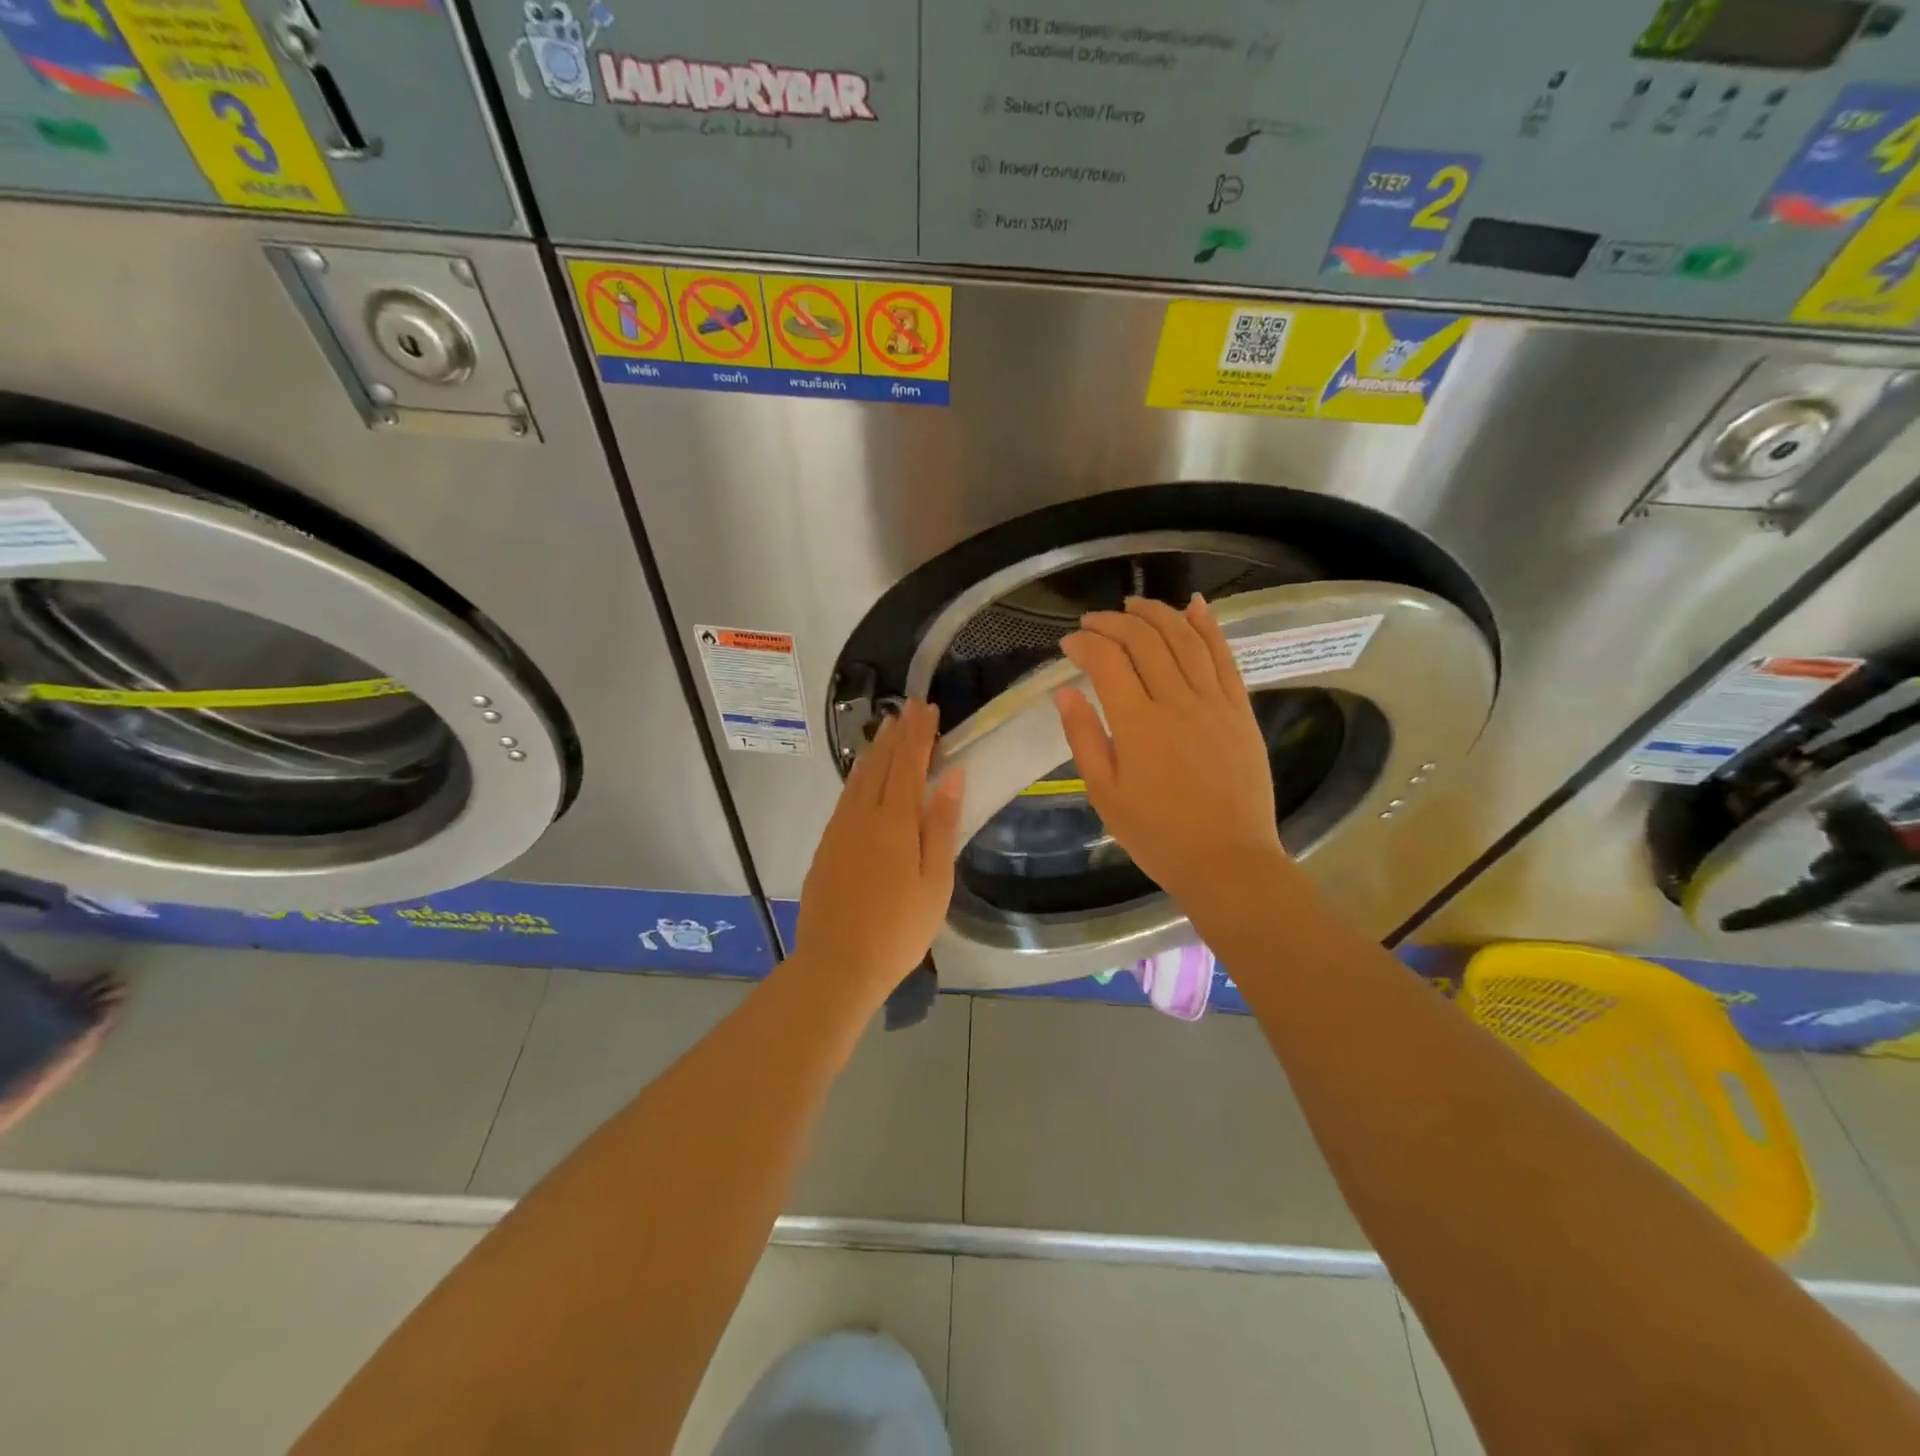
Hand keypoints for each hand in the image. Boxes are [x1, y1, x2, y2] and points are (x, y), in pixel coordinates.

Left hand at [794, 699, 963, 998]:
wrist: (838, 964)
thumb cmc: (899, 928)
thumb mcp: (935, 881)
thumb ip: (942, 825)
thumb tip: (951, 777)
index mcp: (894, 822)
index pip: (908, 764)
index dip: (919, 735)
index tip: (927, 708)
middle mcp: (863, 816)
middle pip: (881, 764)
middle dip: (897, 734)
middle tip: (908, 707)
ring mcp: (840, 830)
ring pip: (858, 778)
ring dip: (874, 750)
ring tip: (886, 729)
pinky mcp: (826, 846)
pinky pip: (845, 797)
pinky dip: (856, 776)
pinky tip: (860, 776)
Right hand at [1056, 595, 1286, 906]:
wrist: (1227, 860)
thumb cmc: (1157, 835)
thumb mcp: (1104, 793)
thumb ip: (1083, 737)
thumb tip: (1065, 692)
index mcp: (1137, 724)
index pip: (1107, 661)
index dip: (1084, 643)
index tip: (1068, 643)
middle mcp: (1176, 701)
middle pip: (1144, 640)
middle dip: (1114, 621)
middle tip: (1094, 621)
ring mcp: (1214, 702)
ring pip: (1185, 639)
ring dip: (1157, 613)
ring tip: (1134, 604)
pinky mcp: (1240, 710)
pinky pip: (1224, 657)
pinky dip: (1209, 627)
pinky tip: (1195, 606)